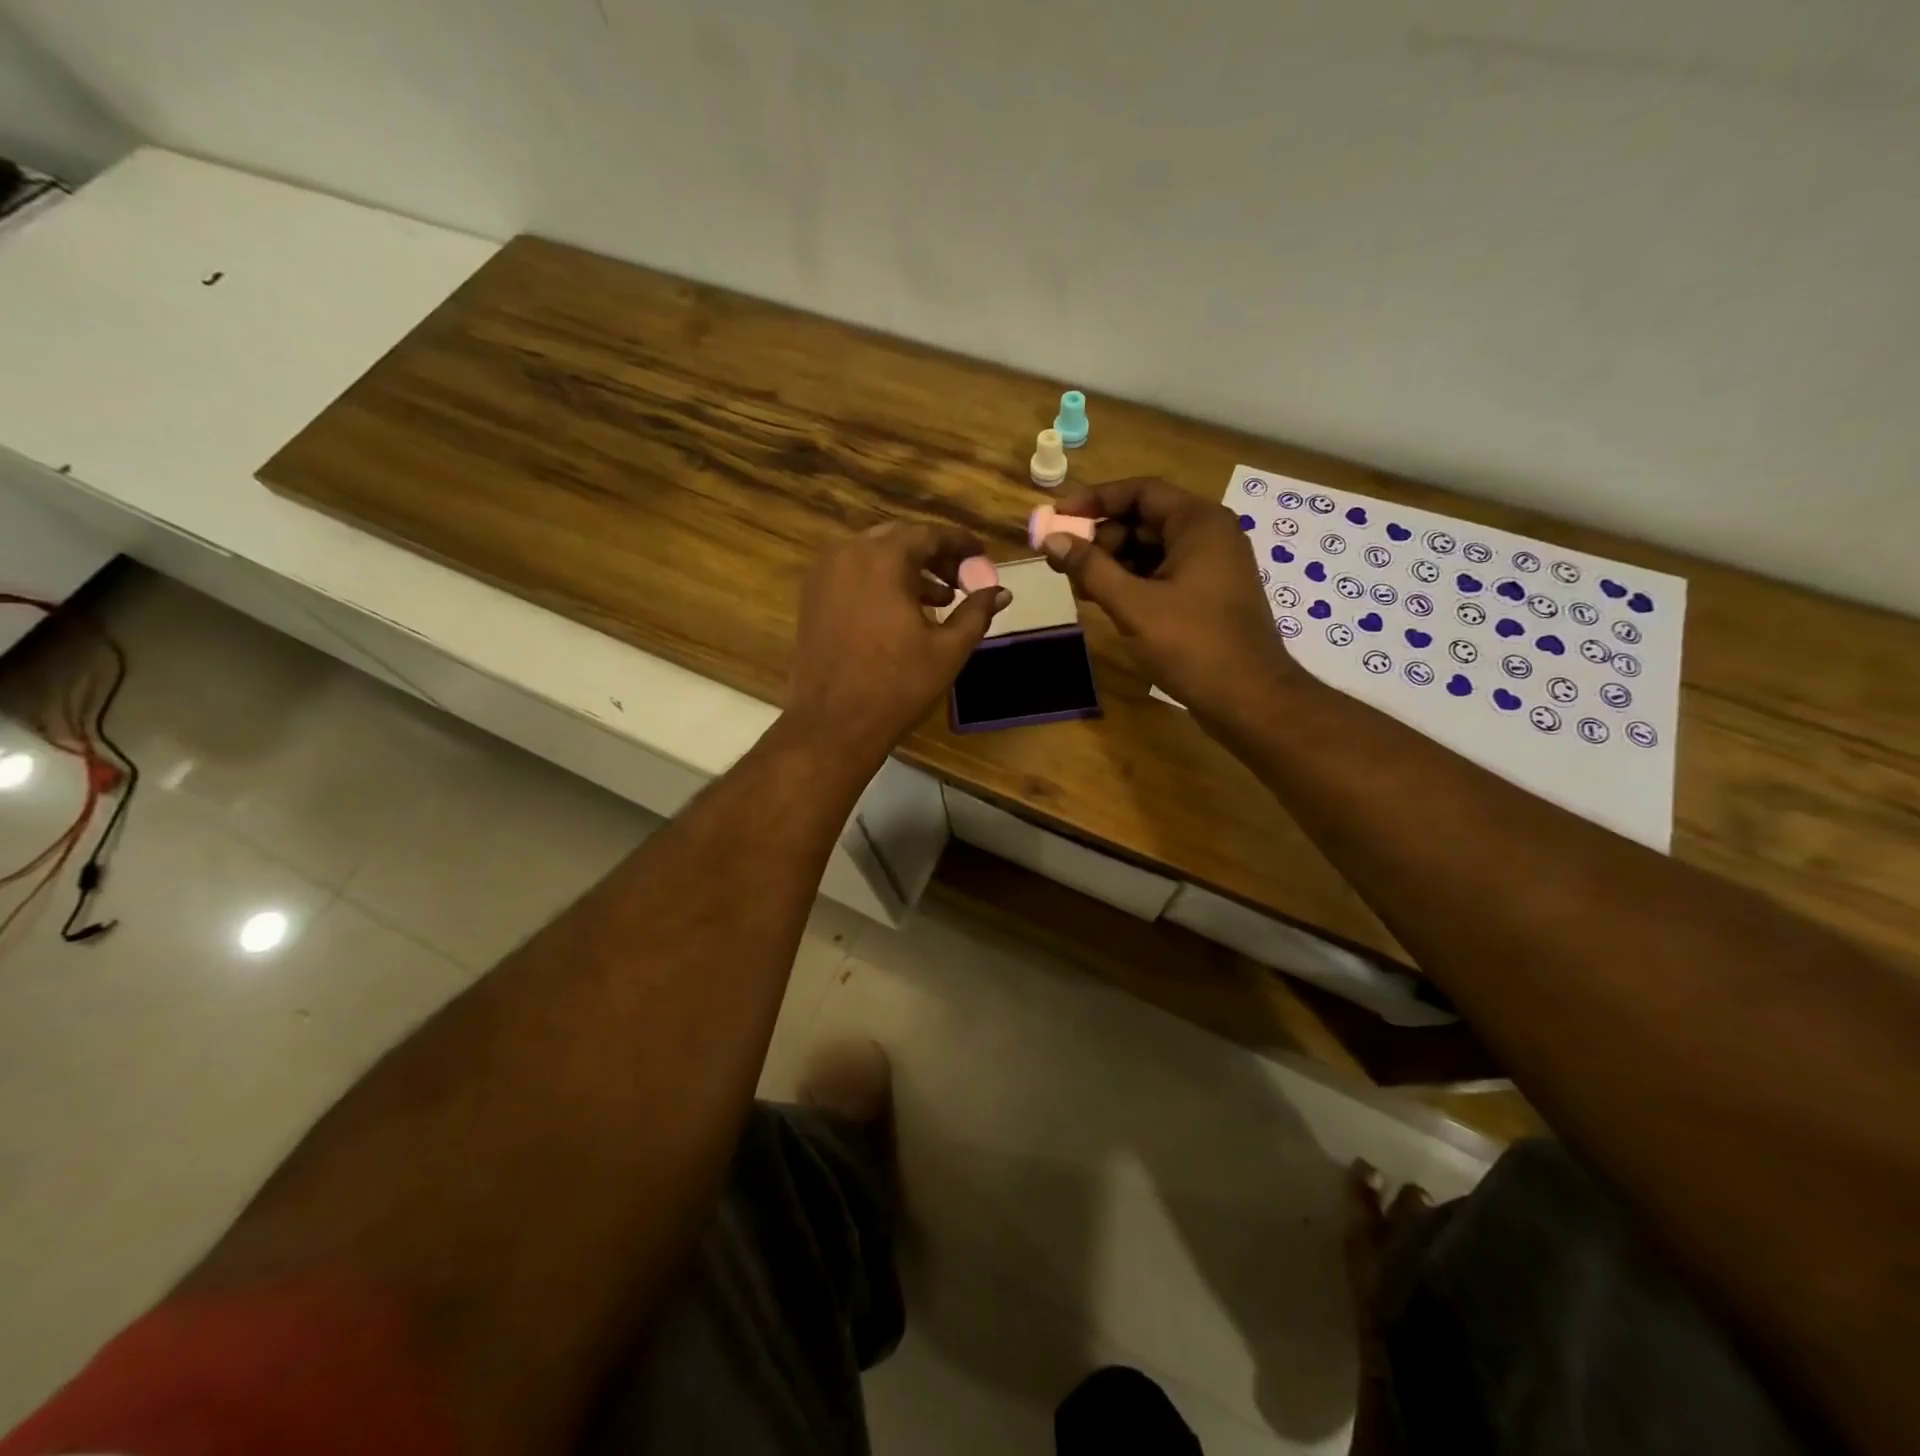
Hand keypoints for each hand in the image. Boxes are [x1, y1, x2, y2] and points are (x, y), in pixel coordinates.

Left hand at [788, 521, 1010, 760]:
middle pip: (900, 539)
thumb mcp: (948, 649)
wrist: (834, 723)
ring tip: (939, 599)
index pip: (929, 534)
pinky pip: (853, 575)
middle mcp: (848, 554)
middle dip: (934, 555)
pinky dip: (880, 582)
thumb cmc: (897, 685)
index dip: (960, 543)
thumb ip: (977, 612)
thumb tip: (1001, 591)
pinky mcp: (812, 598)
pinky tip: (901, 612)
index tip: (983, 554)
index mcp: (883, 558)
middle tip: (962, 578)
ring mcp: (824, 575)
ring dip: (908, 569)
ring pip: (874, 556)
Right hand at [1039, 477, 1302, 724]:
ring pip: (1151, 550)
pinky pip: (1162, 574)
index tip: (1058, 517)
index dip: (1095, 500)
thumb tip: (1052, 540)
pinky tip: (1104, 600)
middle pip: (1144, 519)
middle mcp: (1208, 535)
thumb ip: (1090, 569)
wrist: (1249, 698)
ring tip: (1077, 585)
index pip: (1140, 491)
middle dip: (1101, 537)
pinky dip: (1132, 582)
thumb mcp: (1133, 605)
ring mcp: (1211, 566)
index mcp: (1198, 523)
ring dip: (1112, 563)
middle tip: (1064, 561)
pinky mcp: (1207, 595)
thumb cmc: (1192, 644)